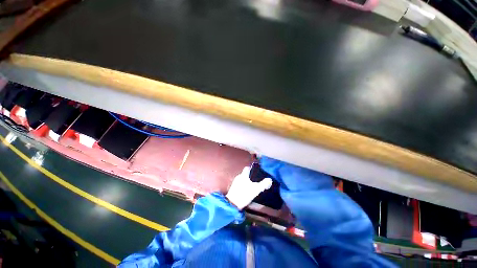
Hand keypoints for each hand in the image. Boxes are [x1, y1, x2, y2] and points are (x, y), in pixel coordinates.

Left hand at [226, 166, 272, 209]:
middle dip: (250, 176)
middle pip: (244, 174)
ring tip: (252, 187)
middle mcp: (238, 177)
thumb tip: (270, 179)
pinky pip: (239, 184)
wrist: (232, 204)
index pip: (247, 168)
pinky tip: (246, 191)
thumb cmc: (244, 194)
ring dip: (246, 181)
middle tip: (256, 181)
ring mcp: (234, 183)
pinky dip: (242, 186)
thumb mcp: (256, 190)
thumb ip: (263, 184)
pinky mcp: (232, 189)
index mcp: (243, 175)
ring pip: (242, 179)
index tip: (256, 172)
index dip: (251, 169)